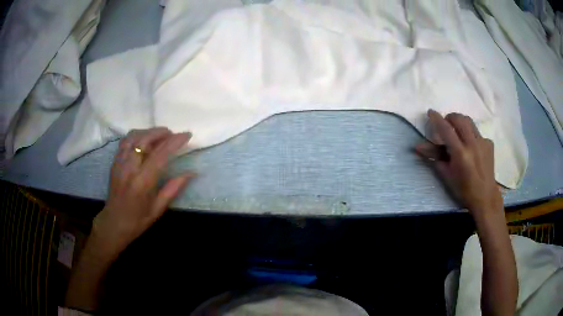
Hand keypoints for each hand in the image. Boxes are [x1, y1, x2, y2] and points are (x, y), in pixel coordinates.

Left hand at [92, 128, 193, 256]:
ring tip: (160, 134)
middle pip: (145, 139)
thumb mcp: (158, 208)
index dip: (175, 142)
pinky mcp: (114, 162)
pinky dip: (137, 135)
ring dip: (149, 131)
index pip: (160, 155)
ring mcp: (120, 163)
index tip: (187, 135)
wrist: (114, 223)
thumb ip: (174, 188)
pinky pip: (125, 141)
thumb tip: (192, 172)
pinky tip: (144, 139)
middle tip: (173, 134)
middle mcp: (130, 169)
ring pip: (134, 136)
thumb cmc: (138, 220)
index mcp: (142, 182)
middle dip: (161, 132)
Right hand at [415, 110, 502, 218]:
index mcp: (460, 154)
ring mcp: (482, 142)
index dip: (437, 118)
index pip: (446, 129)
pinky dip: (471, 135)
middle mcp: (472, 144)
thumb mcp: (446, 175)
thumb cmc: (463, 189)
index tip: (430, 112)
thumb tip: (417, 146)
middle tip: (446, 124)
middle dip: (450, 117)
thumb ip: (434, 157)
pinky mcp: (489, 143)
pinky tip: (471, 146)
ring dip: (460, 122)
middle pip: (459, 119)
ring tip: (457, 131)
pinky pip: (477, 132)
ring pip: (469, 122)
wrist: (485, 197)